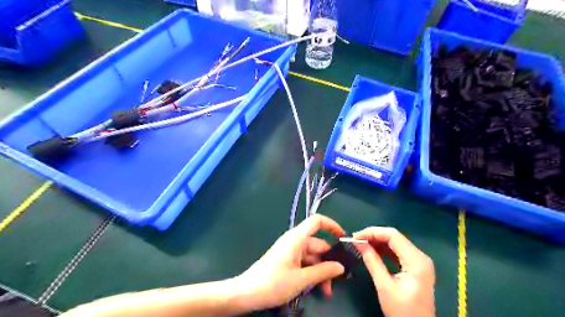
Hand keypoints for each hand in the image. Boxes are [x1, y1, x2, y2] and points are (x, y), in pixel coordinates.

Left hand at [236, 215, 346, 309]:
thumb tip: (340, 267)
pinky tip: (316, 289)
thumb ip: (323, 271)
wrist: (247, 293)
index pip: (317, 221)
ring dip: (321, 271)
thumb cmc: (273, 283)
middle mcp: (295, 241)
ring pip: (312, 256)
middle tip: (337, 280)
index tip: (343, 237)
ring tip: (326, 291)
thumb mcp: (301, 279)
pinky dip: (312, 273)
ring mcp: (290, 251)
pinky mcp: (287, 260)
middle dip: (329, 261)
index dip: (331, 225)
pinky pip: (304, 262)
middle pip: (318, 244)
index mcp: (297, 238)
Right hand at [352, 226, 435, 316]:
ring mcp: (419, 261)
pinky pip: (397, 251)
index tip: (355, 236)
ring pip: (395, 243)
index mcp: (416, 260)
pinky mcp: (415, 266)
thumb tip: (358, 242)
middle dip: (374, 236)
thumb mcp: (384, 286)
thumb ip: (372, 261)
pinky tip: (372, 250)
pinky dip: (384, 249)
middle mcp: (420, 256)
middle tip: (356, 240)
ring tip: (360, 244)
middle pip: (394, 237)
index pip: (393, 235)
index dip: (372, 232)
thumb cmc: (402, 312)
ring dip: (377, 242)